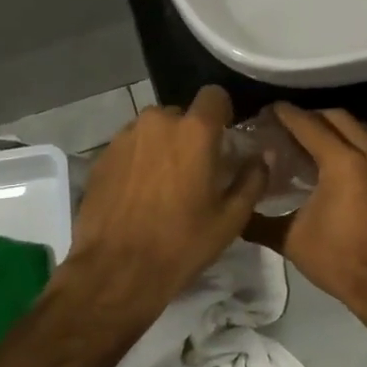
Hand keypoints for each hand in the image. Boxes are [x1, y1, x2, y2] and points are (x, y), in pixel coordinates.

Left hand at [56, 85, 267, 335]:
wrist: (115, 270)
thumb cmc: (181, 244)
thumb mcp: (230, 219)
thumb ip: (252, 179)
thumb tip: (263, 156)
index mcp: (194, 131)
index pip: (214, 95)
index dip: (222, 113)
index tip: (224, 138)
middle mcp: (158, 122)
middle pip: (182, 115)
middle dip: (190, 135)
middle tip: (195, 169)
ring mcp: (126, 136)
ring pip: (153, 130)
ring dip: (163, 146)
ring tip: (164, 184)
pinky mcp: (102, 155)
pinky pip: (131, 146)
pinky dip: (139, 160)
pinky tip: (139, 193)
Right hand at [245, 104, 366, 325]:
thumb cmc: (337, 259)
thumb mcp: (290, 239)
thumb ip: (260, 220)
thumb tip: (238, 210)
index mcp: (342, 161)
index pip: (308, 124)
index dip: (286, 115)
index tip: (270, 110)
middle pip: (338, 117)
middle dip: (312, 116)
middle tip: (291, 126)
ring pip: (361, 130)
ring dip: (337, 129)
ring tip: (316, 141)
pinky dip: (357, 147)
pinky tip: (344, 164)